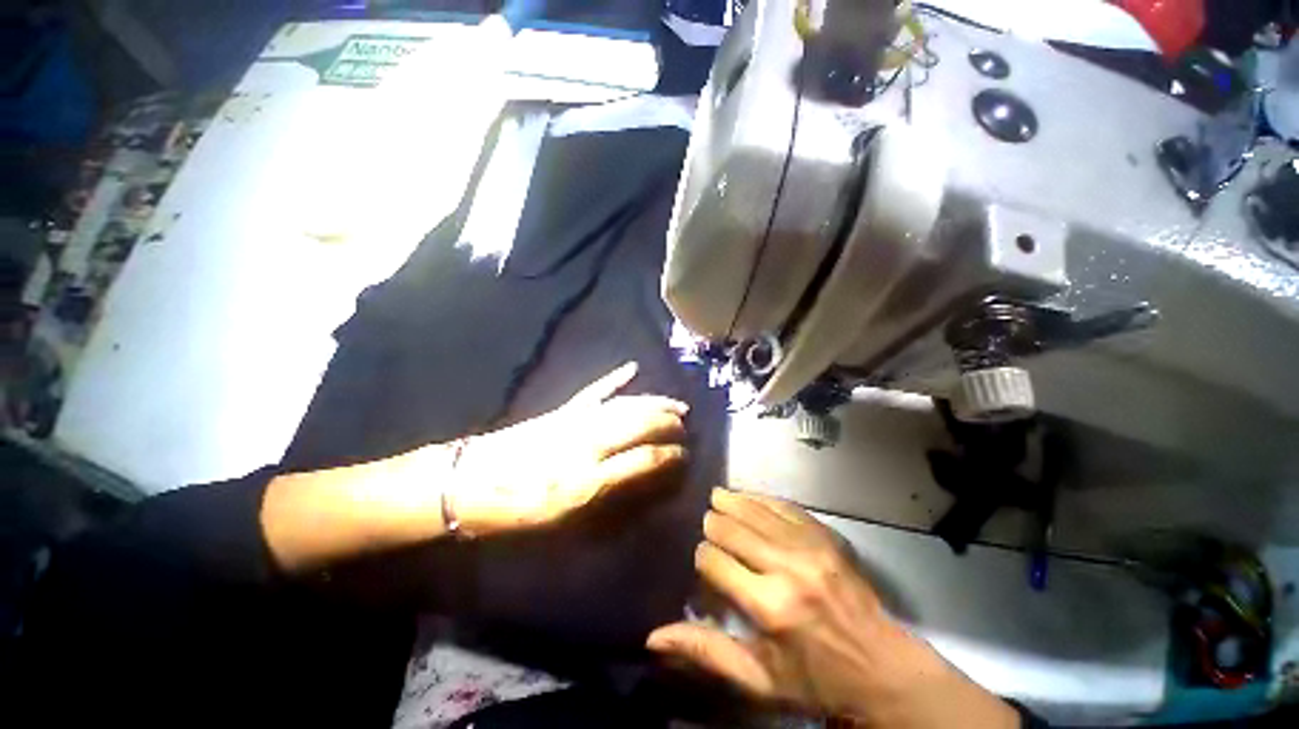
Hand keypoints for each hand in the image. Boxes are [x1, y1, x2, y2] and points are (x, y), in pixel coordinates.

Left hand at [447, 363, 688, 534]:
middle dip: (668, 425)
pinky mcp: (562, 410)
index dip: (670, 457)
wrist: (468, 485)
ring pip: (625, 405)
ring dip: (654, 403)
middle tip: (687, 428)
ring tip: (676, 405)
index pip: (643, 460)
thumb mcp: (564, 528)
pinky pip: (595, 391)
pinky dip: (615, 379)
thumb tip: (645, 490)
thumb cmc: (517, 515)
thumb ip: (608, 507)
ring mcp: (575, 421)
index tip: (687, 457)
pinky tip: (631, 368)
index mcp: (587, 479)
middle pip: (638, 425)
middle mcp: (587, 444)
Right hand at [647, 489, 1017, 728]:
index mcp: (768, 607)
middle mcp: (786, 568)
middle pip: (732, 527)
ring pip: (754, 509)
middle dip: (714, 523)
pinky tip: (749, 497)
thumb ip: (706, 652)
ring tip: (717, 497)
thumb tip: (653, 636)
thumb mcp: (758, 680)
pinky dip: (761, 499)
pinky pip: (784, 505)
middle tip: (707, 524)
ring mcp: (809, 546)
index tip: (703, 562)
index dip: (702, 557)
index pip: (714, 560)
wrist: (882, 666)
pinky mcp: (825, 536)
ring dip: (732, 502)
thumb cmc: (816, 680)